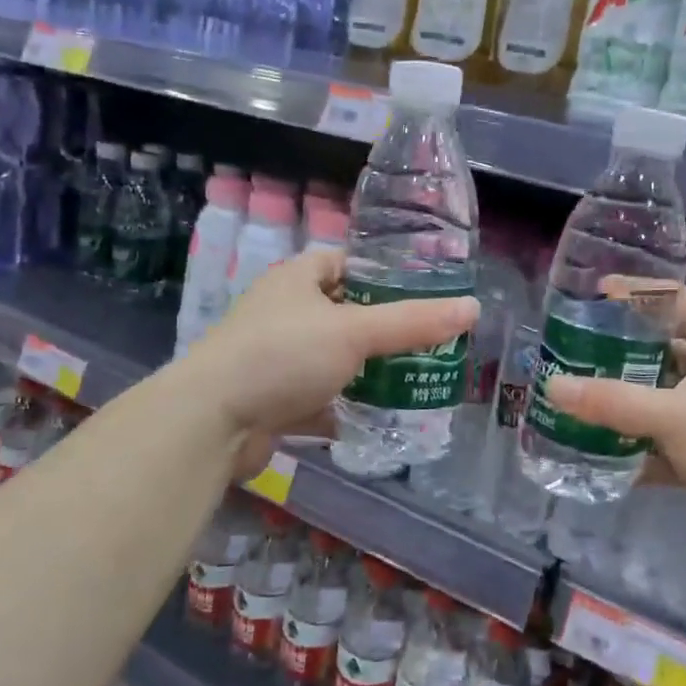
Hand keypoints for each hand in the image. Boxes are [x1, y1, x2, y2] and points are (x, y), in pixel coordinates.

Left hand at [178, 250, 478, 479]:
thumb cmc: (283, 356)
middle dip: (380, 329)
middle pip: (342, 313)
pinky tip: (376, 419)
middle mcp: (283, 314)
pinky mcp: (272, 400)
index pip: (343, 262)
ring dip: (365, 372)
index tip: (419, 291)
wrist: (212, 422)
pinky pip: (318, 399)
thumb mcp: (355, 332)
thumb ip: (413, 323)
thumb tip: (473, 309)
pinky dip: (343, 408)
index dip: (380, 273)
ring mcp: (275, 359)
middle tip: (427, 342)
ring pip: (332, 359)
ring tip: (413, 379)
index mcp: (295, 280)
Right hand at [544, 286, 685, 564]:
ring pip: (666, 402)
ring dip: (630, 406)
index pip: (680, 300)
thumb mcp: (675, 415)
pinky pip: (671, 447)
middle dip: (624, 354)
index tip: (599, 295)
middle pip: (667, 352)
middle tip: (579, 356)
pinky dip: (643, 452)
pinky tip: (608, 460)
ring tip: (583, 404)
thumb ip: (612, 402)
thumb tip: (552, 386)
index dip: (642, 292)